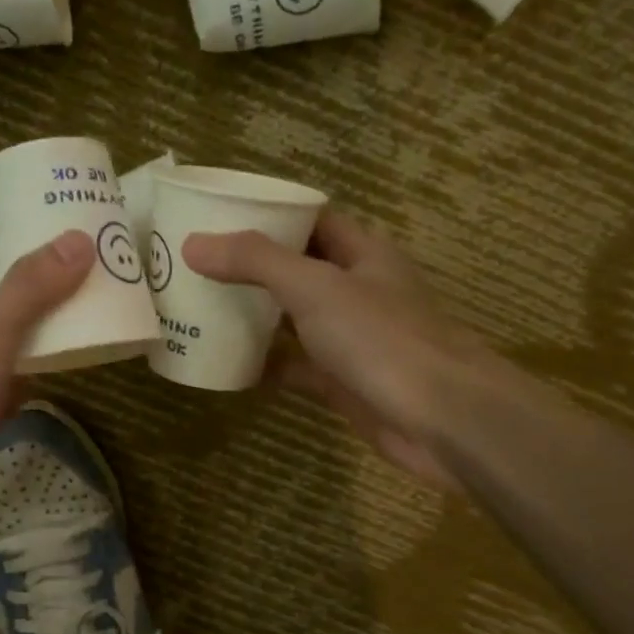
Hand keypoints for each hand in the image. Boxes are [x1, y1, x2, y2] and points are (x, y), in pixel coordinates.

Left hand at [0, 230, 94, 565]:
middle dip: (44, 301)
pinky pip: (14, 391)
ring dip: (45, 342)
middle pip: (2, 313)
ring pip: (10, 354)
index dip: (24, 261)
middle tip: (97, 286)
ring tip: (96, 321)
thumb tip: (79, 241)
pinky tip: (72, 373)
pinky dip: (40, 380)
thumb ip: (30, 291)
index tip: (73, 253)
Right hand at [184, 211, 486, 487]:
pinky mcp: (341, 383)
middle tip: (197, 265)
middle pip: (298, 269)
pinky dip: (265, 365)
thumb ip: (255, 262)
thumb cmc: (381, 338)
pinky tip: (225, 366)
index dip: (271, 214)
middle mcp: (357, 291)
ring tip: (201, 308)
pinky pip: (295, 367)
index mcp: (362, 254)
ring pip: (294, 320)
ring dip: (256, 316)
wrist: (439, 419)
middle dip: (253, 267)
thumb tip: (193, 244)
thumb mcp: (314, 287)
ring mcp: (350, 340)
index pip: (312, 220)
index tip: (219, 216)